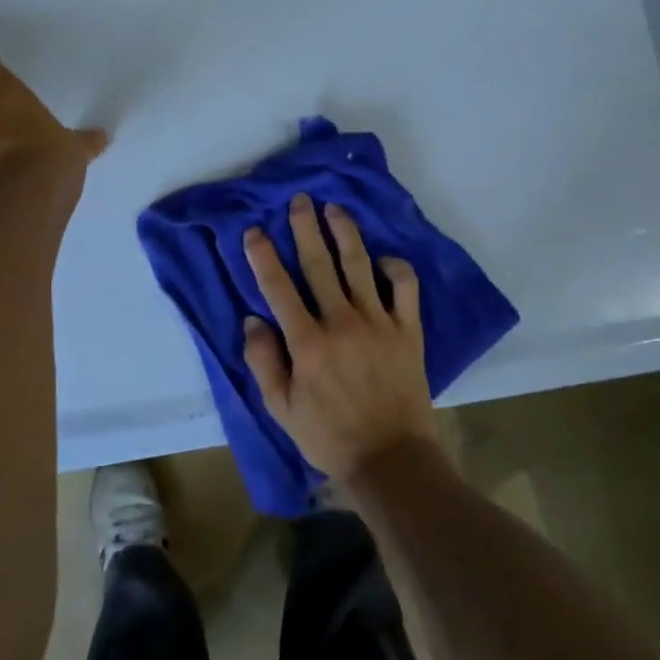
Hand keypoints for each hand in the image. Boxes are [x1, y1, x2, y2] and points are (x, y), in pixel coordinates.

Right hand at [240, 193, 434, 481]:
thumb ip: (264, 363)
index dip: (263, 256)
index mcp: (307, 343)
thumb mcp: (281, 410)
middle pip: (319, 264)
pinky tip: (383, 258)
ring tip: (335, 209)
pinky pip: (405, 287)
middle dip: (305, 228)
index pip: (278, 288)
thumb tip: (252, 321)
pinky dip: (395, 267)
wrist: (391, 459)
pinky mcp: (407, 330)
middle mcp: (341, 323)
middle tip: (300, 199)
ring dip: (345, 233)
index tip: (254, 230)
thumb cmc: (330, 436)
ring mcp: (378, 323)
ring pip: (359, 265)